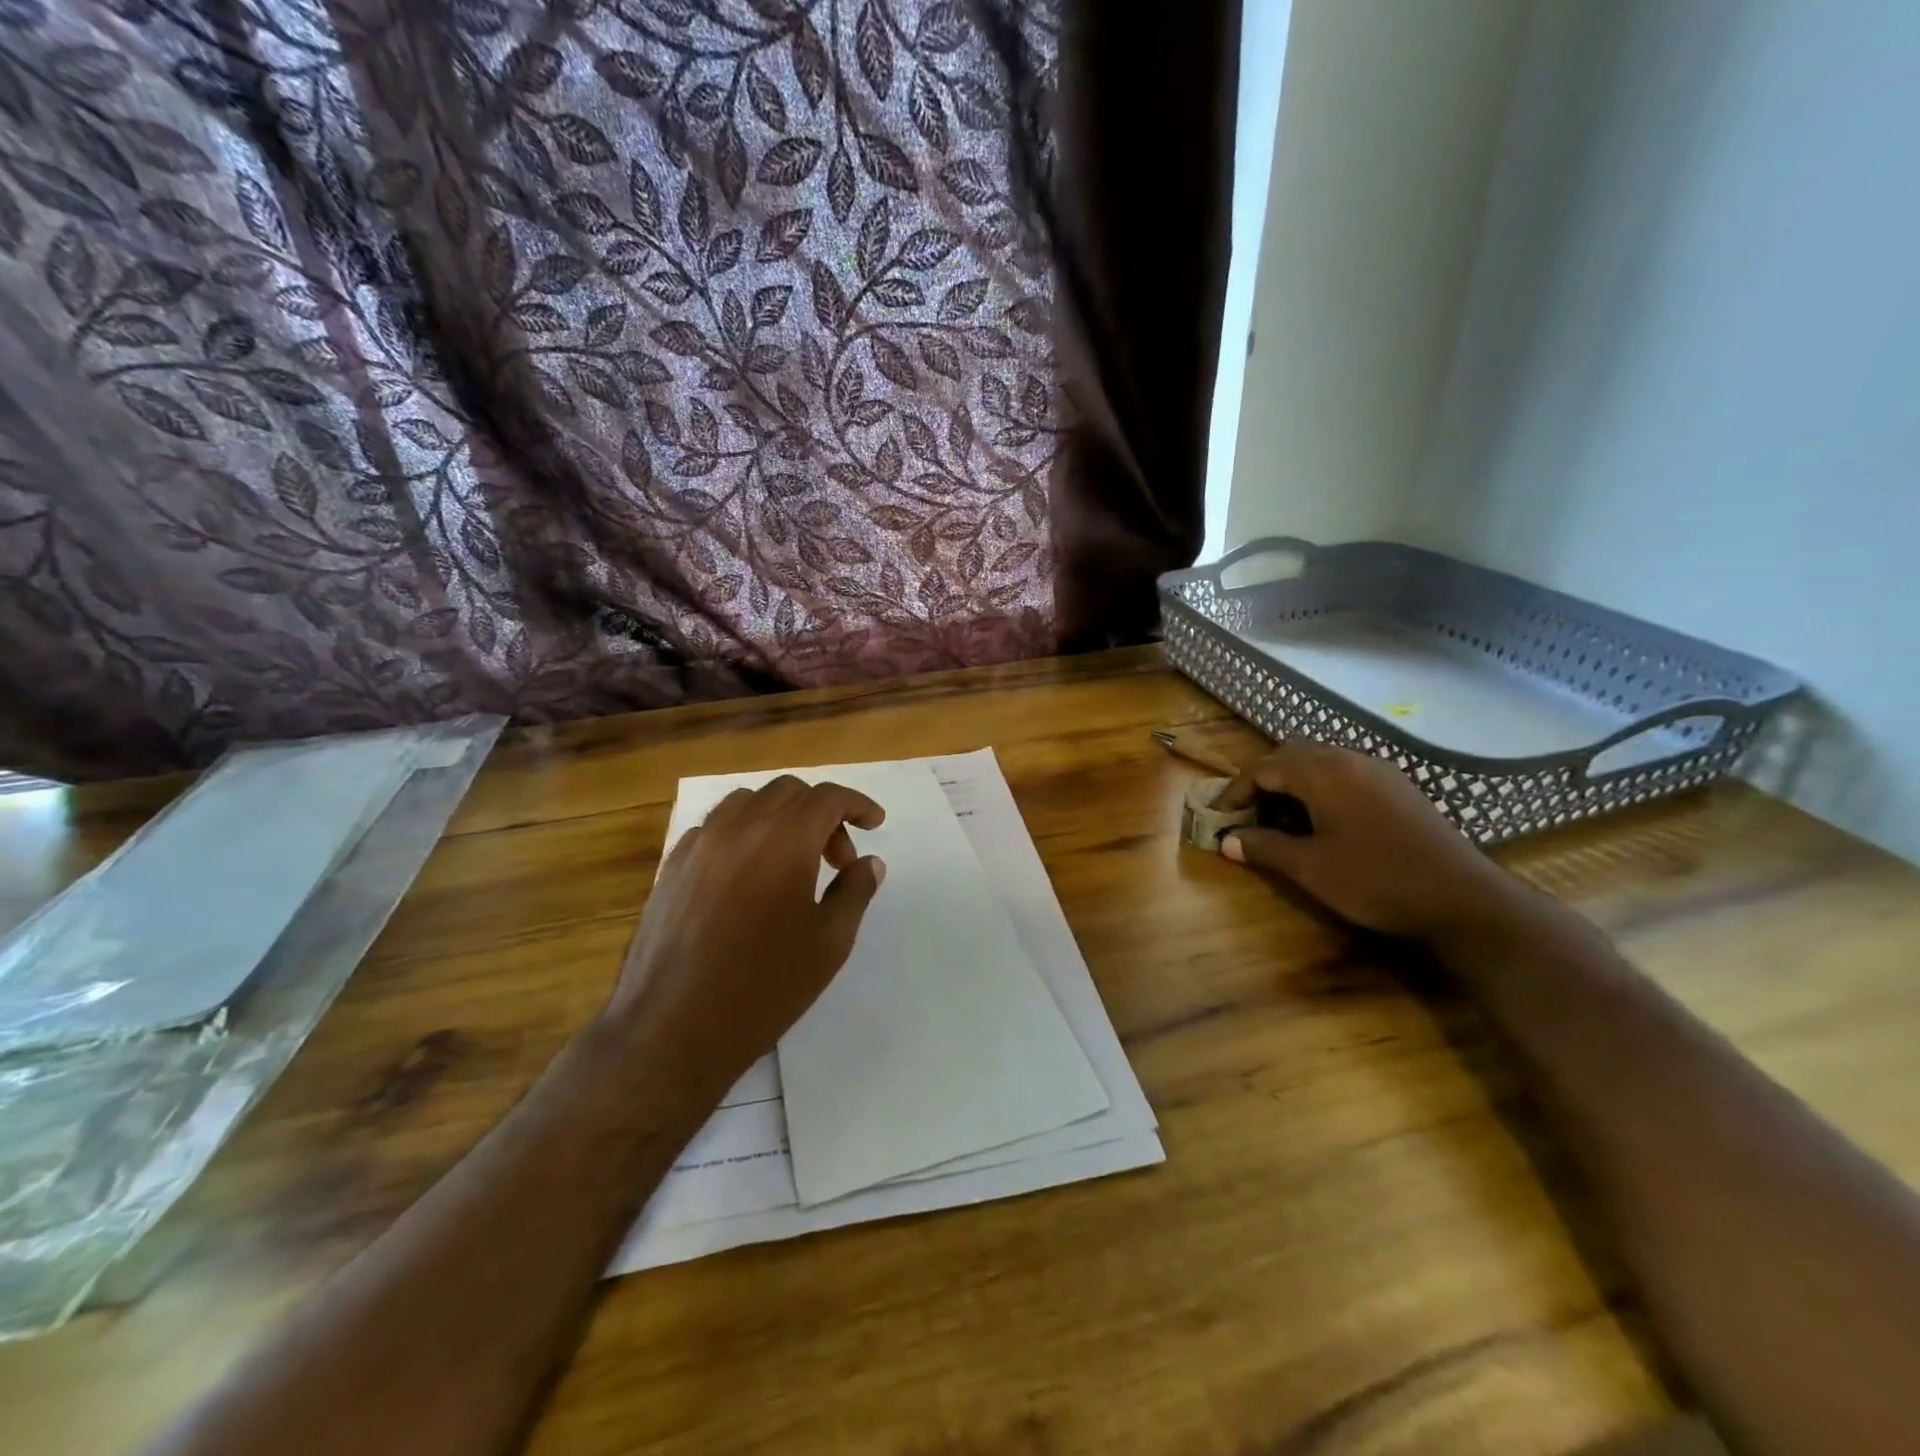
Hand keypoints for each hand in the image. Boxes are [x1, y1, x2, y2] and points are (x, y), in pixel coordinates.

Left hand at [603, 776, 886, 1101]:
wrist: (673, 1028)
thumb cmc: (764, 986)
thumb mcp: (829, 943)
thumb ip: (855, 891)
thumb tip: (869, 862)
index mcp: (785, 840)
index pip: (828, 797)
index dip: (857, 804)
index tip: (874, 823)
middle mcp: (740, 827)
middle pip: (788, 792)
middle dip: (822, 813)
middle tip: (837, 859)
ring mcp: (700, 843)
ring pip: (747, 802)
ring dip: (780, 817)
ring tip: (791, 861)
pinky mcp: (672, 866)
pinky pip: (714, 828)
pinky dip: (742, 834)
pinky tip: (747, 875)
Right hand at [1213, 741, 1529, 947]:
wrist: (1463, 899)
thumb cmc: (1376, 880)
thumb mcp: (1310, 868)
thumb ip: (1264, 848)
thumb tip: (1227, 841)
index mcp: (1323, 772)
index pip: (1264, 768)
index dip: (1236, 791)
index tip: (1219, 817)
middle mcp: (1350, 759)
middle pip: (1292, 756)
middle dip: (1263, 782)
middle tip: (1248, 814)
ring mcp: (1379, 771)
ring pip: (1321, 763)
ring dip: (1293, 785)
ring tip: (1281, 821)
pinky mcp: (1399, 788)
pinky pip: (1346, 774)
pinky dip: (1321, 789)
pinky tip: (1323, 823)